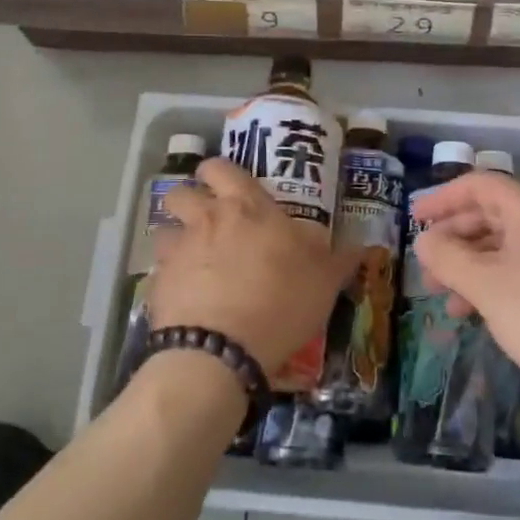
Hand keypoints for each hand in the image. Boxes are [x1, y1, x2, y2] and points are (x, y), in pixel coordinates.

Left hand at [152, 159, 357, 378]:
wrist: (220, 351)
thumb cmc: (280, 303)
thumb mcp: (323, 282)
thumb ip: (339, 260)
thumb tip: (362, 247)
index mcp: (246, 207)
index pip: (221, 168)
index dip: (219, 172)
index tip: (226, 186)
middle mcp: (206, 219)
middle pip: (181, 191)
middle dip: (189, 199)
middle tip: (206, 220)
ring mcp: (178, 250)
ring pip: (165, 229)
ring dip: (176, 239)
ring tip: (191, 260)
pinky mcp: (157, 284)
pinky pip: (159, 269)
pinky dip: (169, 277)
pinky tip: (184, 296)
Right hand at [414, 170, 519, 423]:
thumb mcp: (488, 287)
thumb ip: (449, 258)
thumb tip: (424, 241)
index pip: (479, 185)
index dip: (443, 198)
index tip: (414, 219)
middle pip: (490, 215)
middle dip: (454, 238)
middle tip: (426, 266)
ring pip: (504, 247)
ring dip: (470, 266)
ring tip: (444, 299)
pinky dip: (493, 284)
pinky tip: (476, 314)